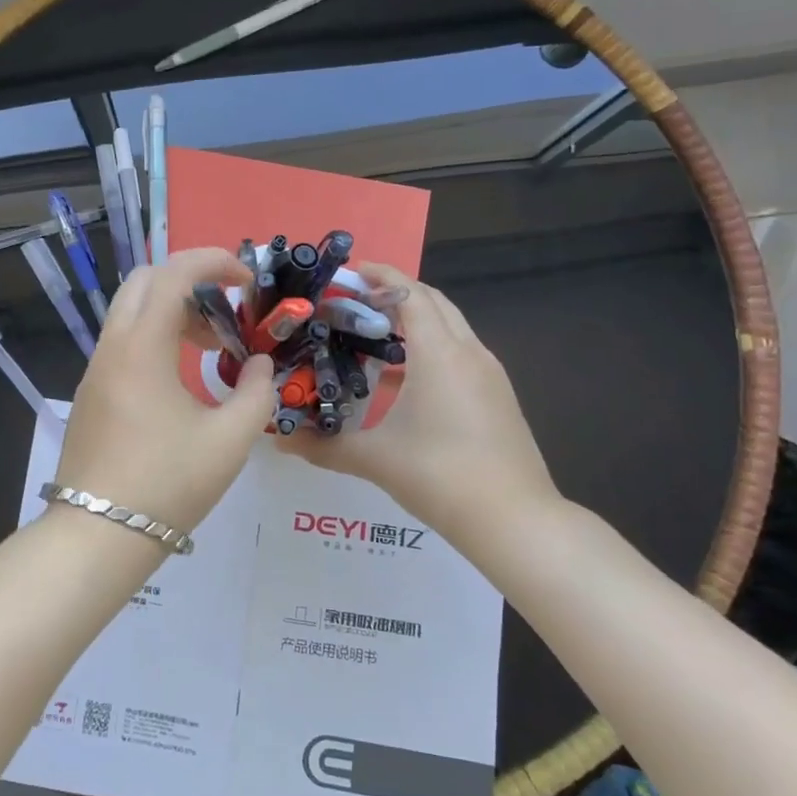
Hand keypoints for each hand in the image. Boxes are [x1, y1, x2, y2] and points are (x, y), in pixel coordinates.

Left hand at [52, 248, 276, 533]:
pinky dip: (155, 336)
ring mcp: (96, 368)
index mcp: (142, 346)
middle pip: (145, 281)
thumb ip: (256, 393)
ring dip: (172, 311)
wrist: (98, 535)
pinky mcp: (92, 391)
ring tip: (212, 346)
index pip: (174, 273)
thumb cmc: (168, 484)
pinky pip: (123, 341)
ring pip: (131, 311)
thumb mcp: (230, 440)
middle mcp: (113, 345)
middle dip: (190, 281)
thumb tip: (262, 365)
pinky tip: (182, 376)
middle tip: (226, 312)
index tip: (247, 279)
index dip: (214, 262)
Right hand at [287, 265, 560, 535]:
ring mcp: (489, 374)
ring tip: (372, 337)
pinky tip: (403, 379)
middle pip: (433, 302)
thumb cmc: (440, 476)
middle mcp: (469, 352)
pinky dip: (431, 348)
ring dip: (415, 321)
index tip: (348, 274)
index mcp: (439, 353)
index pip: (410, 293)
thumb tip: (281, 441)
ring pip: (450, 327)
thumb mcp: (375, 459)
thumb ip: (324, 446)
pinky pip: (460, 353)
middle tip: (354, 303)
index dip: (380, 276)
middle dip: (395, 293)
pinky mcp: (497, 396)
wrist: (515, 522)